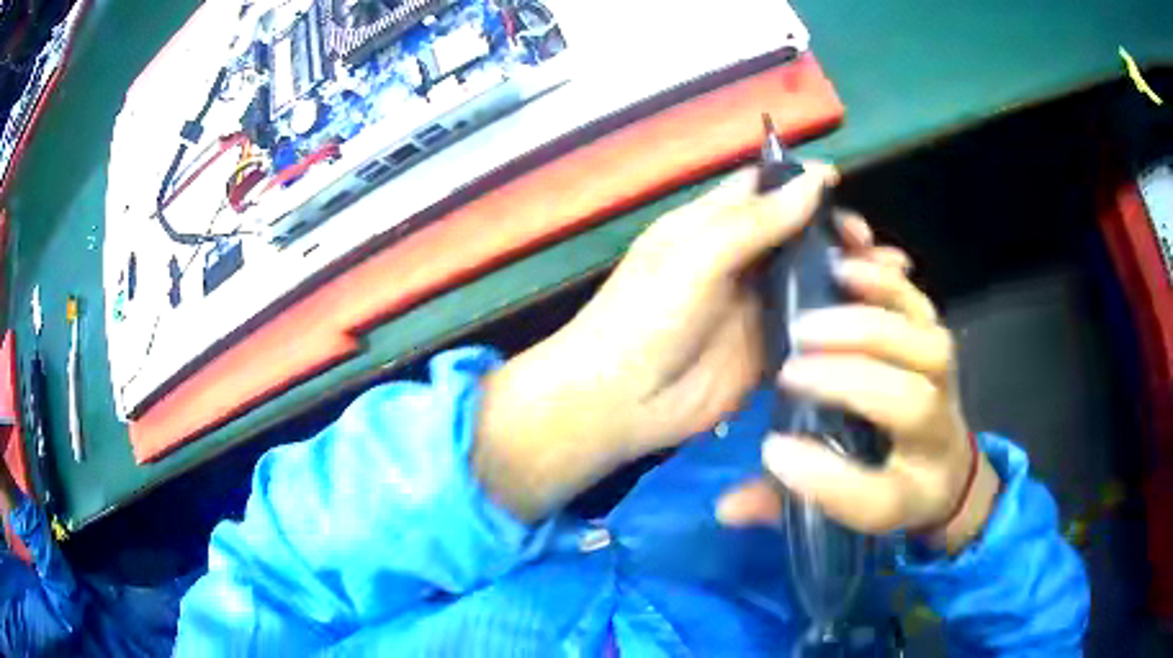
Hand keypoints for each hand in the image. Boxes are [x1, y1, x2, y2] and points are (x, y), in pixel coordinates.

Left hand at [476, 164, 909, 520]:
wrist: (618, 402)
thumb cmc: (645, 317)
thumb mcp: (696, 255)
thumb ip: (757, 219)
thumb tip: (818, 179)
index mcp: (712, 225)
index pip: (763, 188)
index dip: (801, 181)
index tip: (842, 183)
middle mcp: (738, 260)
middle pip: (795, 232)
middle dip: (834, 230)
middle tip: (869, 243)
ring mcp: (755, 307)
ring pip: (810, 277)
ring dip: (847, 272)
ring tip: (892, 274)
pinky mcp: (768, 350)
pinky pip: (810, 326)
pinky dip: (841, 318)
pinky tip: (875, 317)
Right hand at [716, 252, 999, 552]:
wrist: (944, 465)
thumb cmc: (883, 485)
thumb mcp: (834, 513)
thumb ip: (782, 506)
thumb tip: (727, 507)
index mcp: (909, 497)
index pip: (879, 499)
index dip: (828, 479)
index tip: (773, 449)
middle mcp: (936, 440)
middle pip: (912, 408)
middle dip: (850, 382)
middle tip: (791, 368)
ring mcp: (946, 385)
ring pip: (927, 350)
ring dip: (869, 326)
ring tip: (812, 320)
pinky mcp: (939, 342)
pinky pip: (923, 307)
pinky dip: (887, 285)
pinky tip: (846, 270)